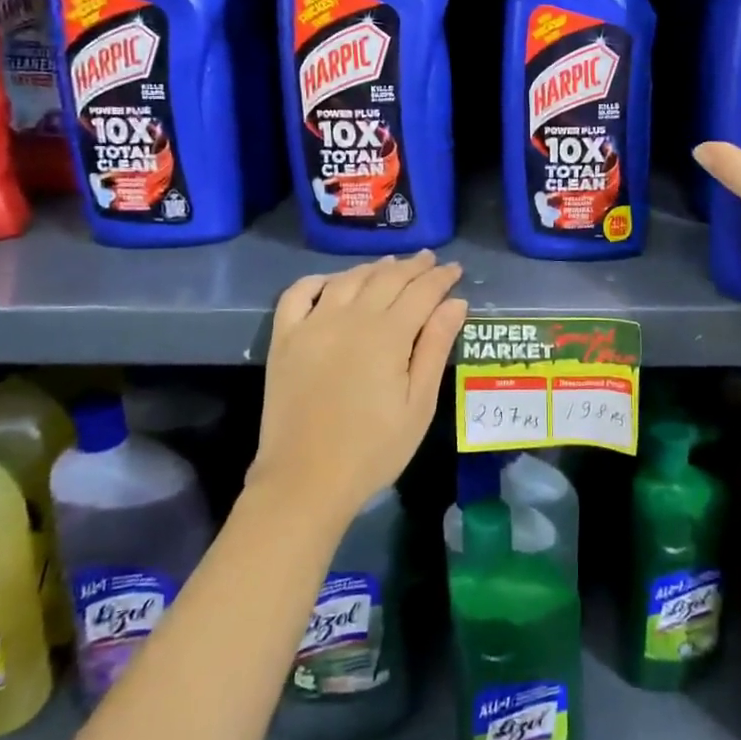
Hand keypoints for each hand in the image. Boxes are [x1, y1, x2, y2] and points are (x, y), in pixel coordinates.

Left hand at [254, 252, 467, 522]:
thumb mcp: (419, 404)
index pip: (422, 291)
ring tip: (391, 265)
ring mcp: (313, 324)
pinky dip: (319, 280)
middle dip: (413, 267)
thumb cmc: (374, 449)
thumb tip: (455, 303)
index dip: (441, 277)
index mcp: (388, 335)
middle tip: (429, 260)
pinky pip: (299, 294)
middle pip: (387, 278)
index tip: (456, 269)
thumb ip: (436, 347)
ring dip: (373, 268)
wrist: (305, 480)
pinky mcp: (284, 338)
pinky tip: (333, 282)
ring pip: (348, 279)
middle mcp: (350, 318)